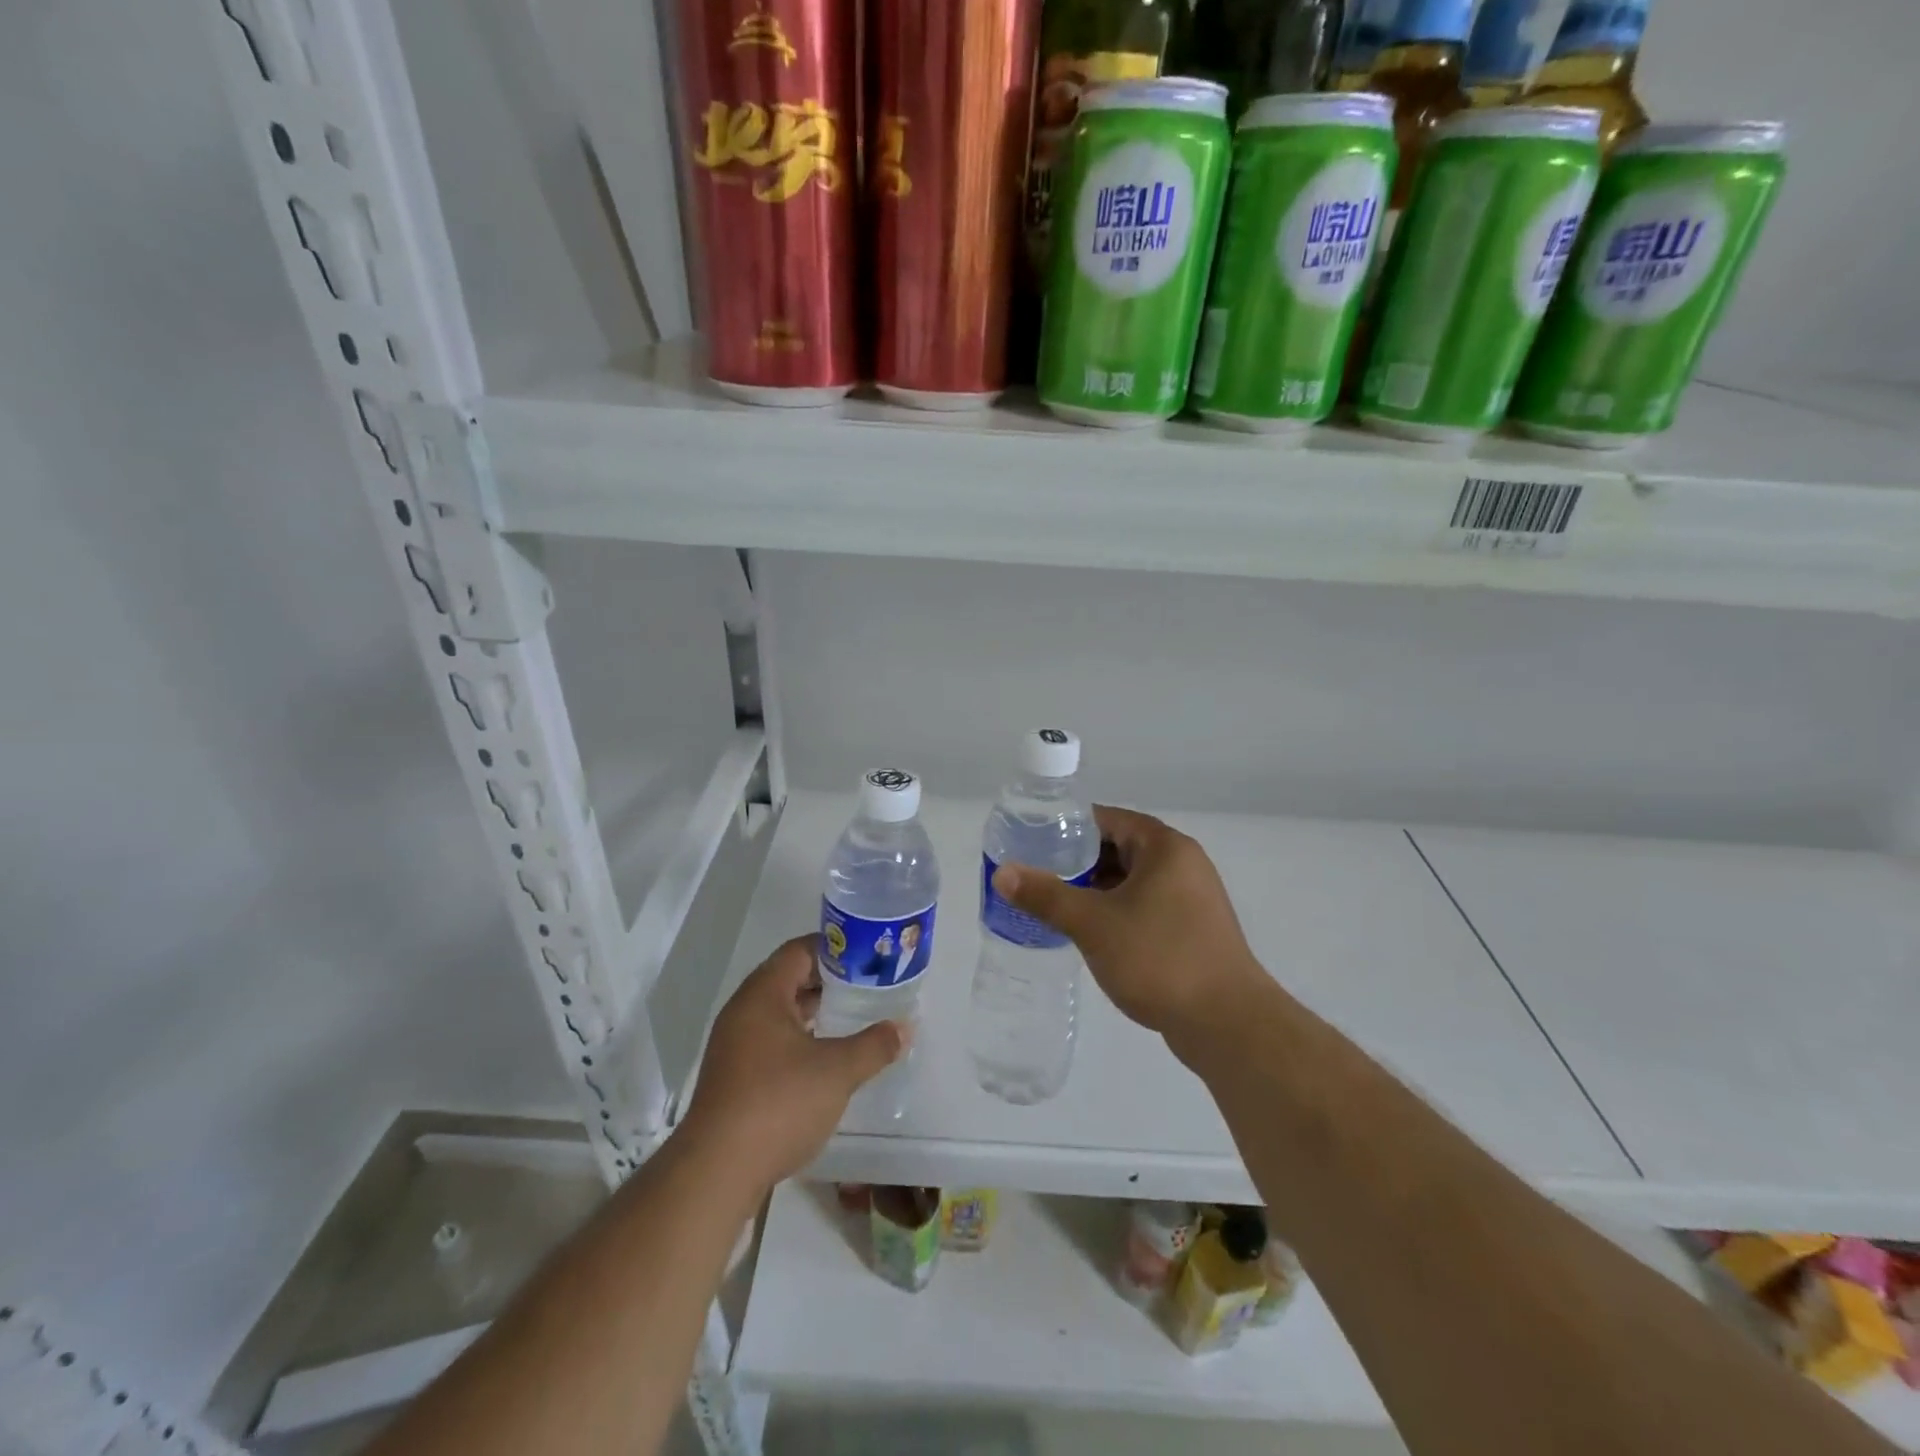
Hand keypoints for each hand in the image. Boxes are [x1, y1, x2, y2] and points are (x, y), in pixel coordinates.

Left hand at [683, 935, 908, 1190]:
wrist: (716, 1172)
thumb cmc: (778, 1103)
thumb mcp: (837, 1071)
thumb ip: (874, 1045)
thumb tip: (904, 1028)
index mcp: (762, 995)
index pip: (800, 951)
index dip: (835, 949)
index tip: (868, 956)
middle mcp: (743, 1012)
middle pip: (789, 979)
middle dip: (829, 982)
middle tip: (867, 986)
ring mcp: (734, 1046)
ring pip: (780, 1013)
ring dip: (814, 1013)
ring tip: (853, 1018)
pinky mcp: (734, 1078)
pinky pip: (772, 1041)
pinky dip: (800, 1040)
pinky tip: (826, 1058)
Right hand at [991, 805, 1266, 1047]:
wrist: (1228, 1024)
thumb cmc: (1159, 958)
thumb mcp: (1093, 924)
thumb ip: (1046, 895)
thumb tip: (1002, 873)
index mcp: (1165, 847)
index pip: (1108, 819)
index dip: (1069, 827)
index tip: (1034, 841)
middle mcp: (1183, 864)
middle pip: (1121, 848)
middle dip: (1079, 862)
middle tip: (1038, 875)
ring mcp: (1192, 899)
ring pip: (1133, 881)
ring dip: (1097, 890)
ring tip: (1056, 904)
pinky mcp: (1193, 930)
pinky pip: (1146, 906)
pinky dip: (1117, 911)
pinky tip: (1091, 933)